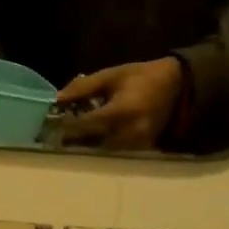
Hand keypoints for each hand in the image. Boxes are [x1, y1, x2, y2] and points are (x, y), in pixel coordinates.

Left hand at [55, 58, 183, 149]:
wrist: (178, 87)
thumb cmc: (142, 77)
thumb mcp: (111, 75)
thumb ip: (83, 87)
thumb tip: (57, 99)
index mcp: (121, 112)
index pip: (84, 126)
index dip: (66, 126)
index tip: (50, 124)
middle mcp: (128, 133)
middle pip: (90, 143)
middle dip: (72, 139)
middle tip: (56, 134)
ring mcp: (136, 145)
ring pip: (101, 151)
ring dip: (85, 145)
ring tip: (72, 137)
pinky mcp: (141, 151)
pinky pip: (114, 152)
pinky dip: (100, 146)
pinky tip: (92, 138)